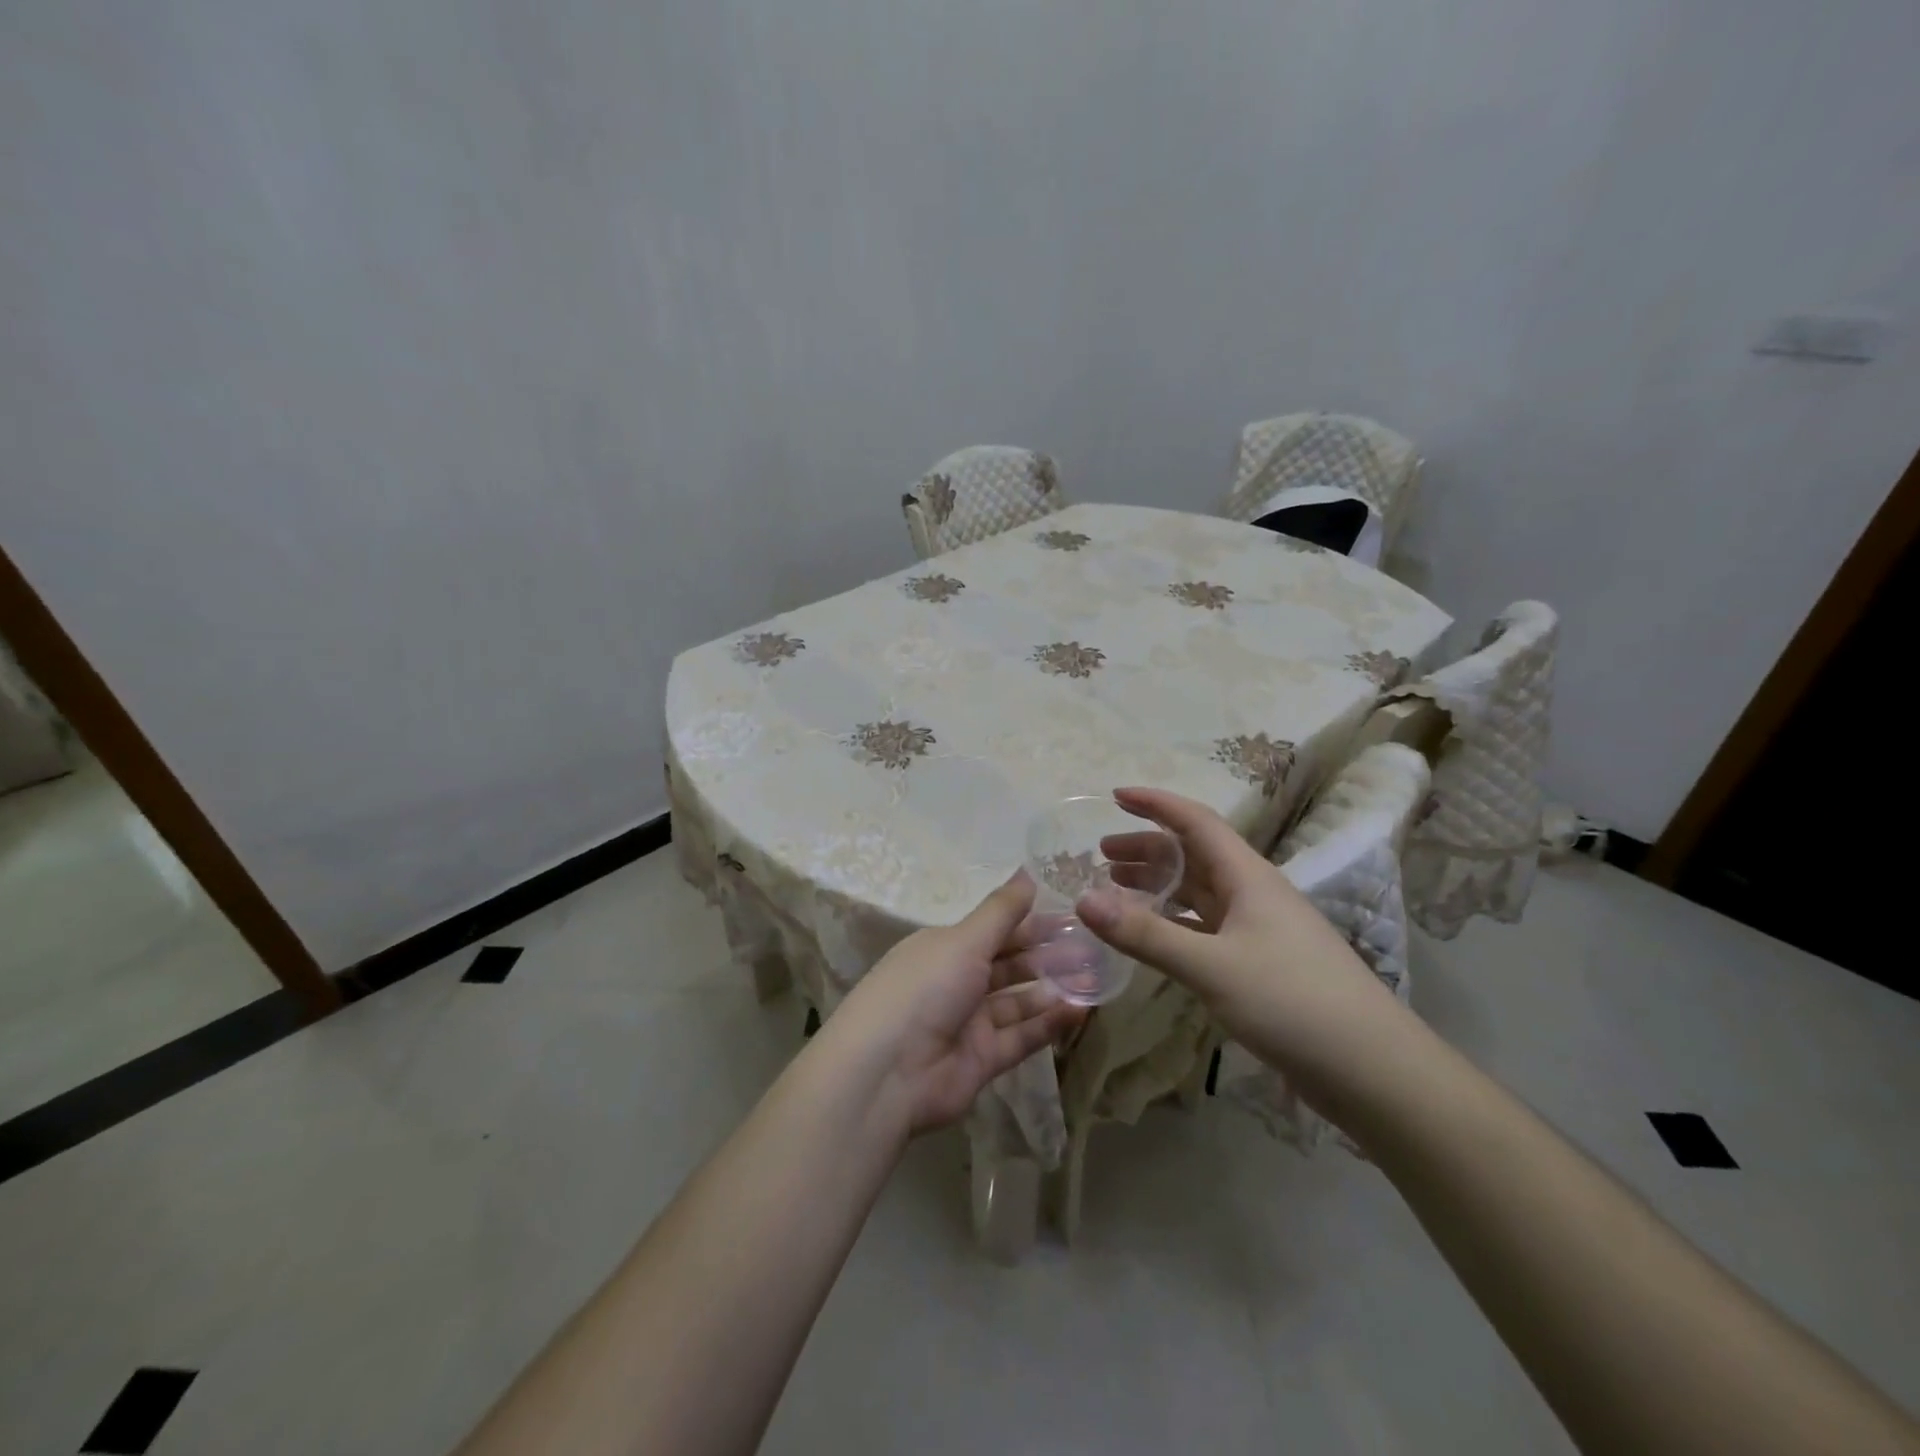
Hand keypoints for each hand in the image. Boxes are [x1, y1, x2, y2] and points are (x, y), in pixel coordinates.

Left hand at [820, 872, 1086, 1137]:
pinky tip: (1080, 1010)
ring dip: (1053, 989)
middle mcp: (956, 981)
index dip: (1030, 922)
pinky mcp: (982, 1060)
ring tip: (1095, 977)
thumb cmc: (924, 989)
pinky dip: (1049, 1024)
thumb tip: (1028, 871)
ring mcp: (969, 1023)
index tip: (1071, 915)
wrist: (887, 1073)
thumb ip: (1001, 911)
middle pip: (1009, 965)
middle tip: (1092, 947)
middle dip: (1047, 956)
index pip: (994, 930)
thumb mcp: (964, 940)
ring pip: (1019, 1001)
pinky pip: (1021, 1036)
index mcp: (944, 948)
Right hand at [1076, 787, 1400, 1091]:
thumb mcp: (1211, 966)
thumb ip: (1146, 934)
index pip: (1195, 821)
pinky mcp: (1261, 964)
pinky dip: (1174, 923)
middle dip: (1148, 848)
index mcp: (1247, 876)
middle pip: (1194, 855)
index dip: (1156, 804)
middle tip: (1102, 856)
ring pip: (1200, 892)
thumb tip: (1083, 900)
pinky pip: (1206, 927)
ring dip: (1159, 885)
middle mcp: (1253, 893)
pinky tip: (1154, 938)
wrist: (1372, 1069)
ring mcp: (1260, 929)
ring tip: (1118, 889)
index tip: (1115, 795)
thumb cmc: (1292, 1002)